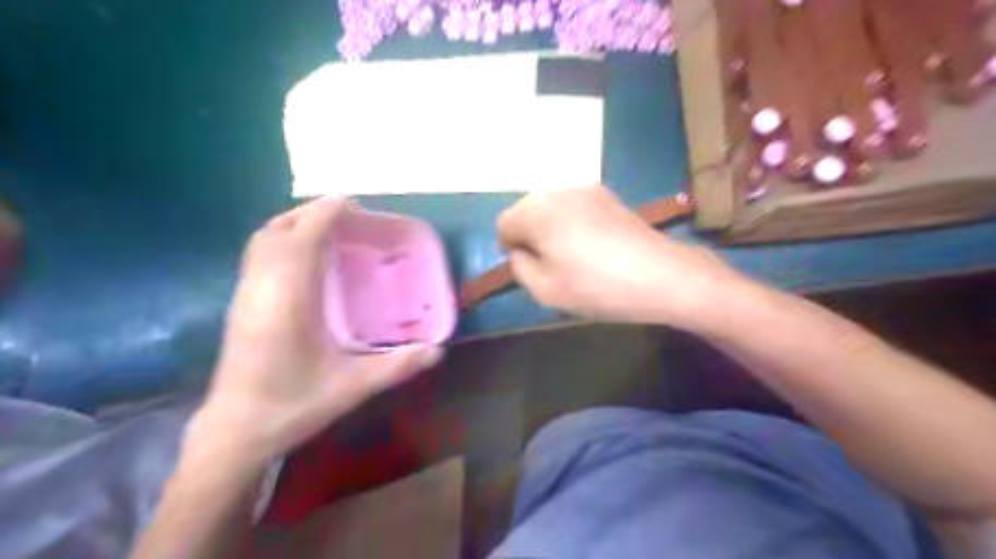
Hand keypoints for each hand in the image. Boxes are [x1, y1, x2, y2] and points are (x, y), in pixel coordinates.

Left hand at [192, 199, 440, 463]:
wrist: (235, 432)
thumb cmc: (292, 406)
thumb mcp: (351, 387)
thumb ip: (396, 366)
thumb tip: (438, 351)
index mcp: (288, 301)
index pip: (300, 240)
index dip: (323, 215)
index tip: (350, 202)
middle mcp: (261, 290)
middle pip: (276, 232)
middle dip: (308, 213)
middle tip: (343, 213)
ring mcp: (245, 296)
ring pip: (261, 242)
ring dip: (292, 225)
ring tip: (325, 227)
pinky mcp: (240, 306)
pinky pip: (258, 256)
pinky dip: (281, 242)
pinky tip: (303, 258)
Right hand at [499, 183, 737, 323]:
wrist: (660, 275)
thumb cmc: (597, 287)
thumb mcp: (545, 290)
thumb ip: (519, 267)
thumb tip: (520, 251)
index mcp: (536, 211)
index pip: (503, 223)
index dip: (510, 248)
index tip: (531, 268)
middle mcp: (557, 190)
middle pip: (526, 210)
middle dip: (530, 234)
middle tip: (552, 264)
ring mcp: (585, 187)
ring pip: (551, 206)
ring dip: (551, 227)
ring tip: (575, 255)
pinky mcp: (608, 194)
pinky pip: (574, 205)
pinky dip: (573, 221)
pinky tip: (595, 244)